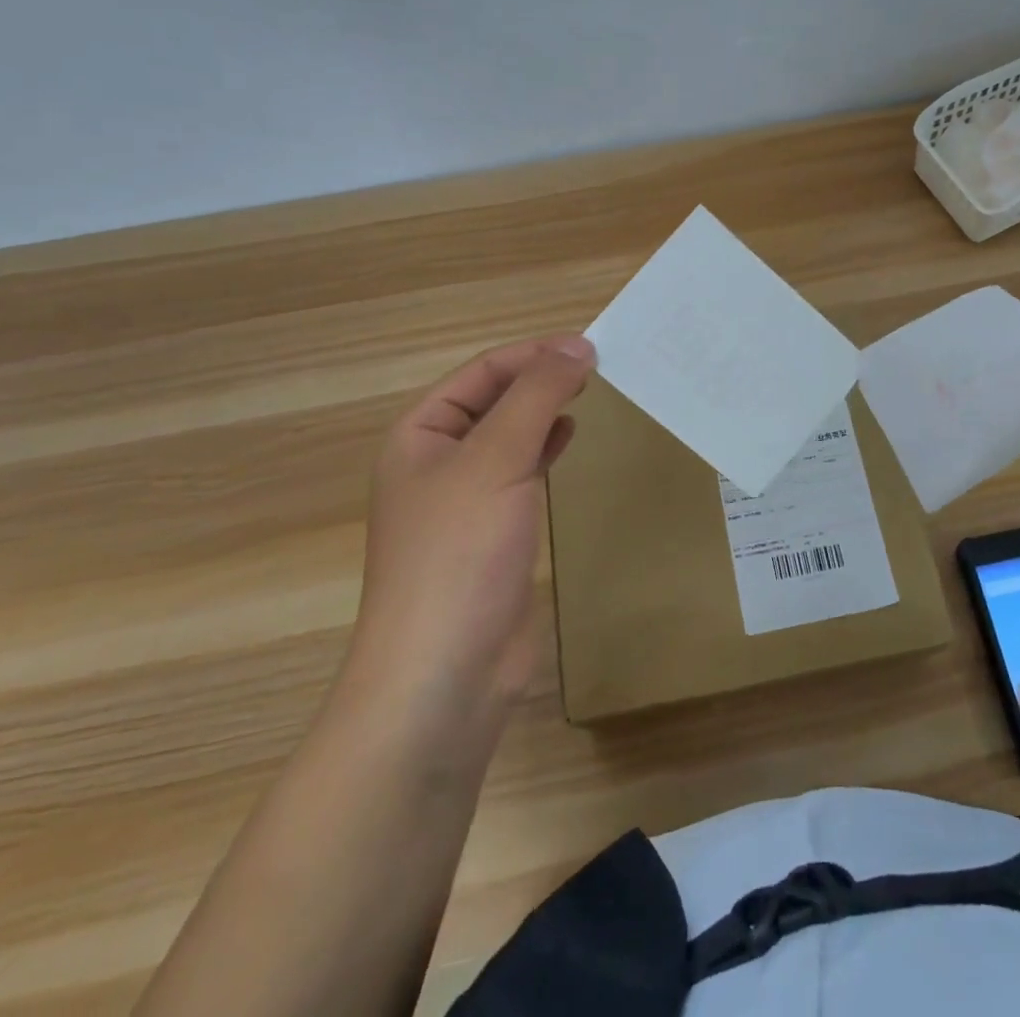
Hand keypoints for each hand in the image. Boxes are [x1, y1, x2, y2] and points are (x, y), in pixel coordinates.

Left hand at [346, 334, 594, 715]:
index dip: (534, 353)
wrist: (444, 673)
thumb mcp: (497, 458)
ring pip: (509, 436)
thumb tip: (579, 347)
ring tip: (589, 393)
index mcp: (419, 433)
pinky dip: (545, 449)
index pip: (482, 372)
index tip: (592, 346)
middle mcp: (436, 460)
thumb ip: (537, 396)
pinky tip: (569, 439)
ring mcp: (463, 500)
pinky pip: (520, 473)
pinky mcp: (491, 534)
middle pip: (494, 400)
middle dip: (541, 378)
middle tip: (600, 366)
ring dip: (545, 411)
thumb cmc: (459, 552)